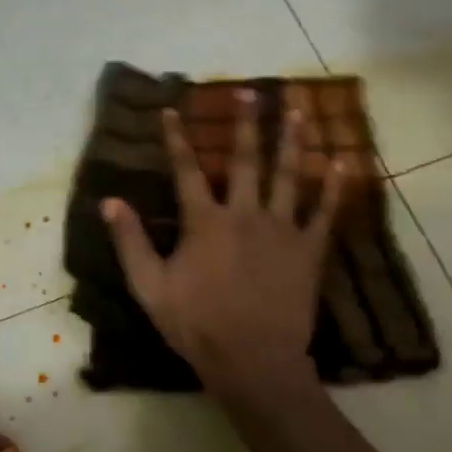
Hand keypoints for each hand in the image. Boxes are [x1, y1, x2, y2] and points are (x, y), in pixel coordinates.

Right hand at [104, 91, 344, 397]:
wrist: (252, 360)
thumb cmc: (196, 325)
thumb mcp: (150, 287)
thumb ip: (130, 242)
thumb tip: (109, 201)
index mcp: (205, 222)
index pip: (186, 170)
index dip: (176, 139)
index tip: (171, 110)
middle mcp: (244, 214)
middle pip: (244, 160)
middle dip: (246, 124)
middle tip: (251, 92)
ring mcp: (281, 229)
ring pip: (288, 175)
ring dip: (292, 140)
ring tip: (299, 110)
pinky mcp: (308, 249)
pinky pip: (324, 211)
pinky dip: (334, 186)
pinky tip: (342, 161)